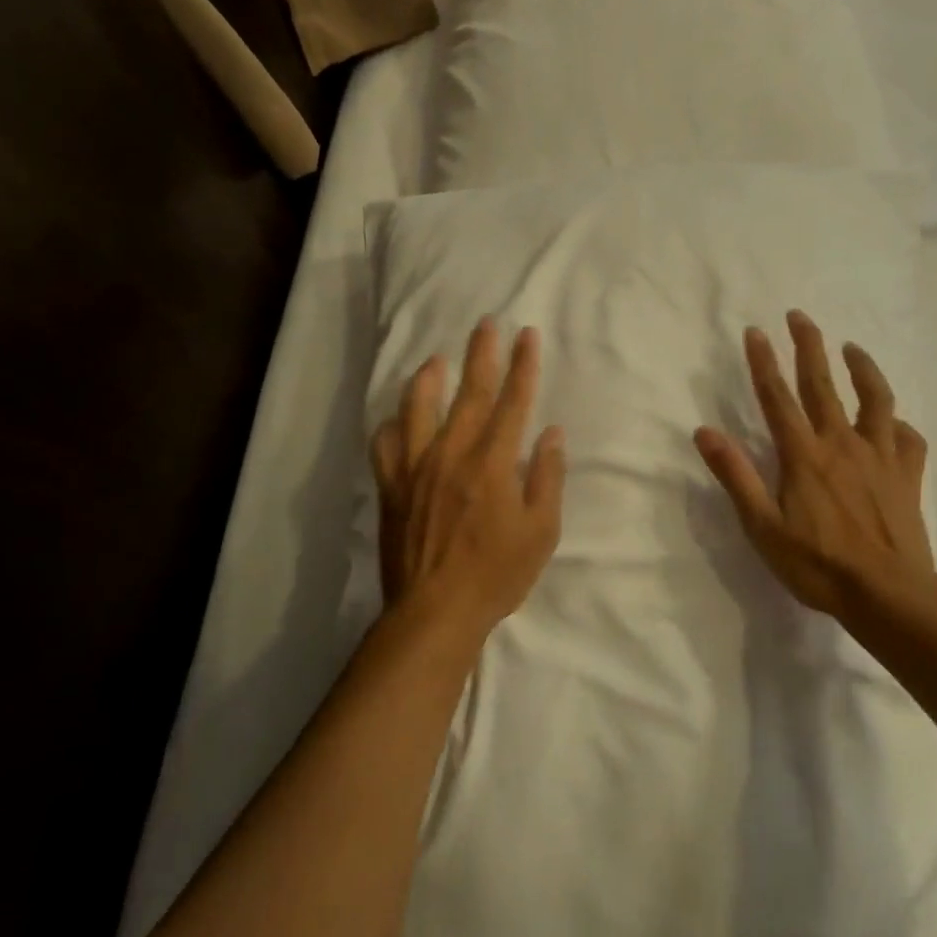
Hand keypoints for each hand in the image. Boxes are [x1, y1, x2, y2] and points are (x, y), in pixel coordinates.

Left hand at [371, 319, 566, 643]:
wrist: (434, 613)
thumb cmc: (496, 575)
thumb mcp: (541, 532)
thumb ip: (547, 477)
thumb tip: (551, 433)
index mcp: (493, 463)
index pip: (513, 401)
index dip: (523, 365)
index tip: (527, 334)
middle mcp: (453, 454)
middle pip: (470, 393)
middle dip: (482, 354)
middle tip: (486, 323)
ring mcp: (417, 468)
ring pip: (419, 408)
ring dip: (430, 378)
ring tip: (437, 359)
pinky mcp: (392, 487)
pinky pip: (385, 446)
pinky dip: (390, 426)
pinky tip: (397, 418)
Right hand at [695, 311, 935, 625]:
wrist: (890, 596)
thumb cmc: (818, 565)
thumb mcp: (763, 526)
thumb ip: (735, 475)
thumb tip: (704, 432)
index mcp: (803, 455)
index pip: (777, 397)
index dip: (764, 362)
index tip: (756, 331)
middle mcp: (841, 444)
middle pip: (822, 384)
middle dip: (808, 346)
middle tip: (799, 315)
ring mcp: (879, 457)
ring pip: (874, 400)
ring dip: (863, 369)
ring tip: (853, 348)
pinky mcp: (907, 476)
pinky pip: (908, 439)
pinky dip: (899, 424)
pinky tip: (894, 421)